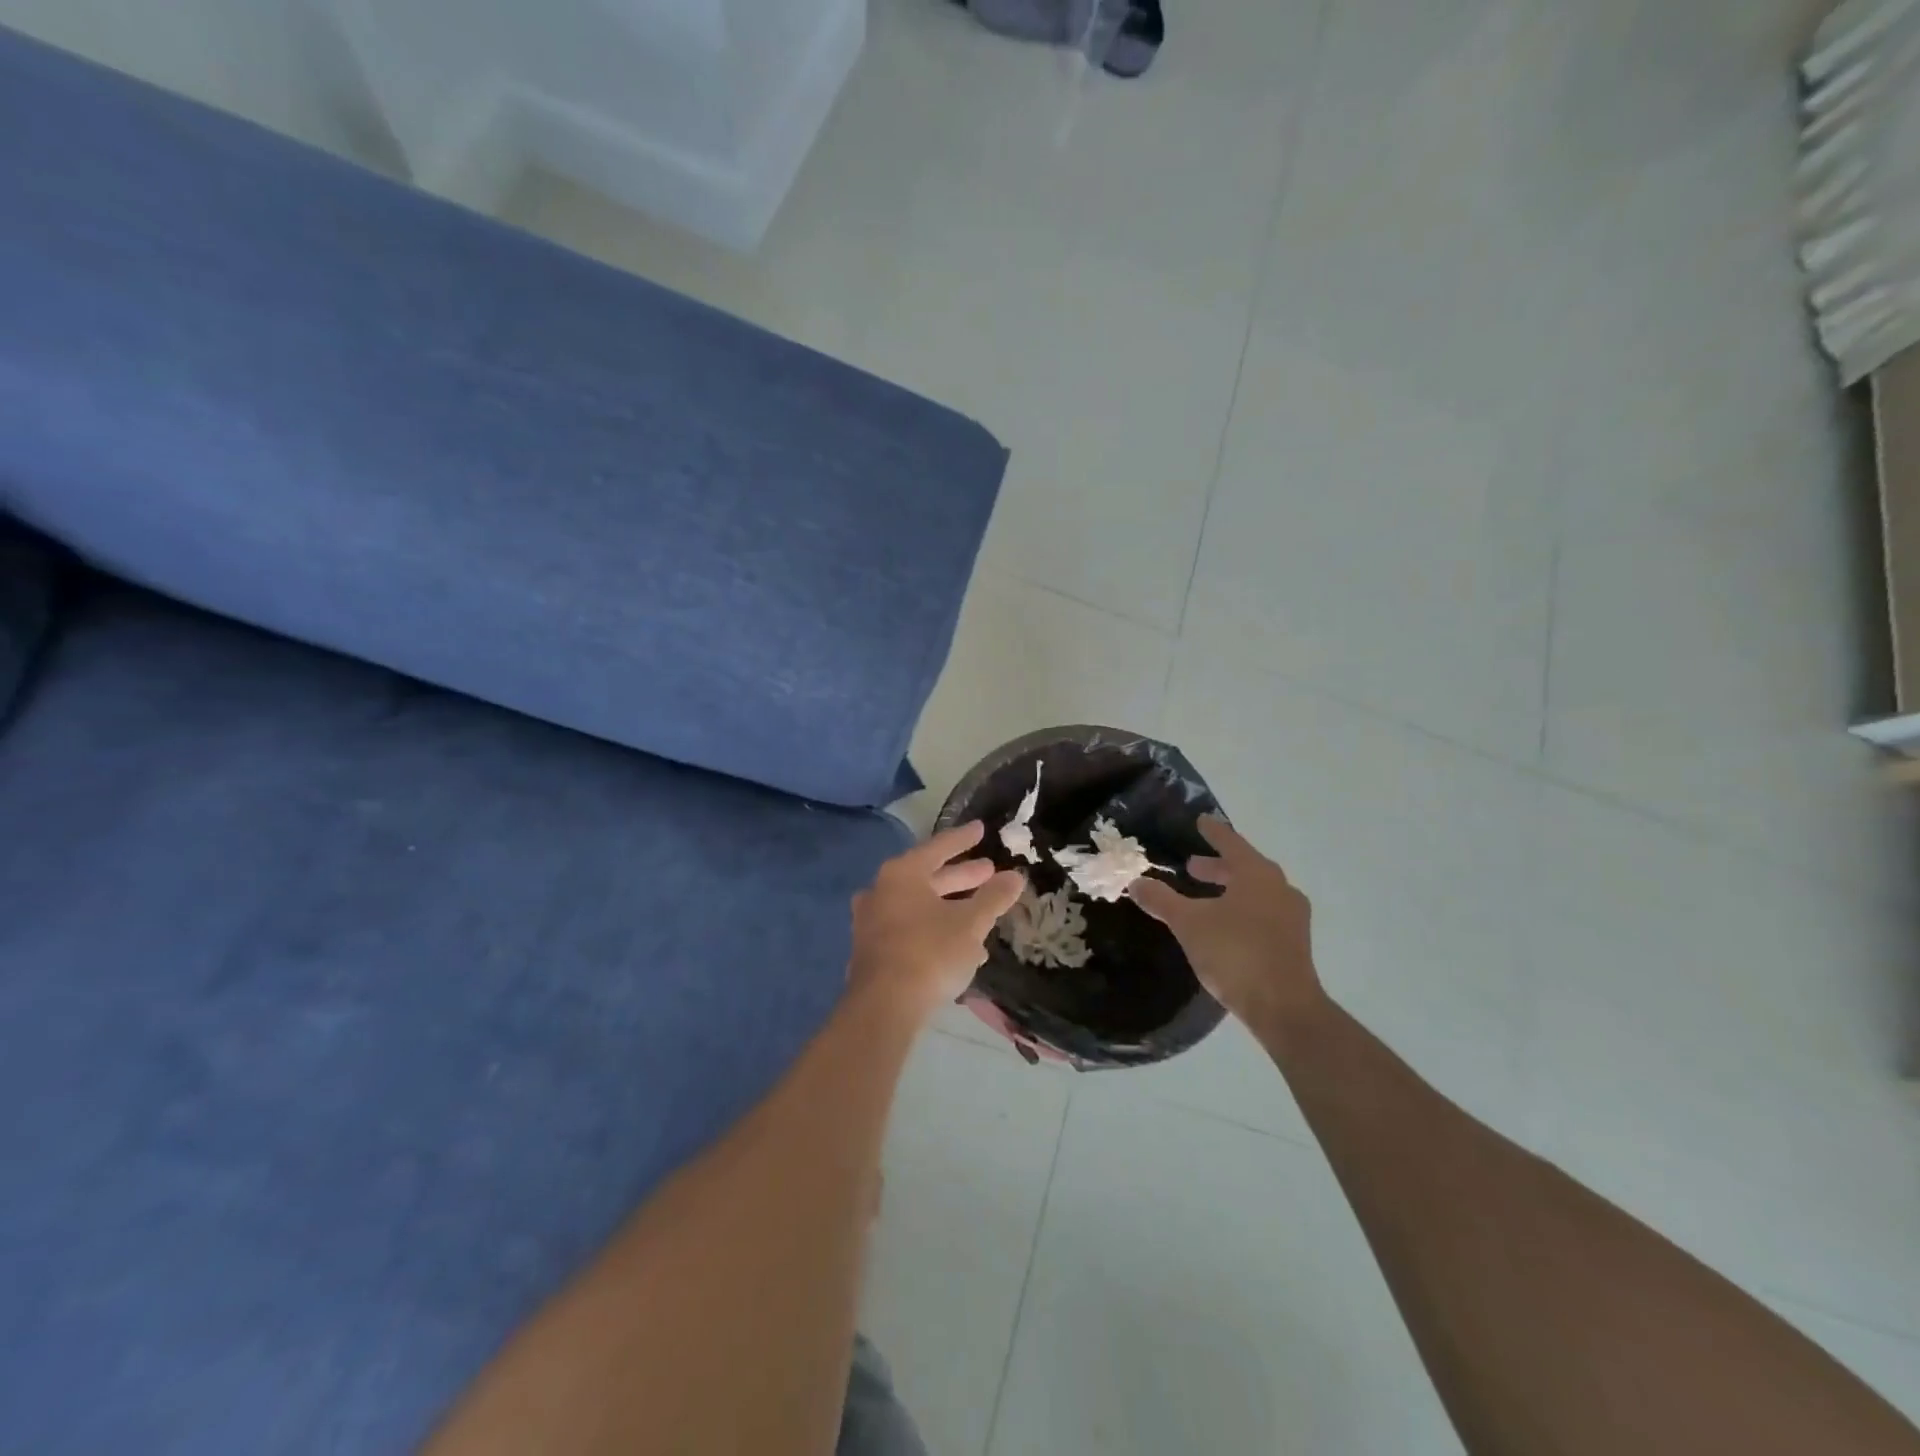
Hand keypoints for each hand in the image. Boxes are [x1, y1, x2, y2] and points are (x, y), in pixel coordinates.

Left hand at [849, 822, 1025, 1019]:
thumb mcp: (970, 923)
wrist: (883, 1007)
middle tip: (989, 872)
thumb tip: (1016, 876)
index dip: (964, 838)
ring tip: (982, 913)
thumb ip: (993, 897)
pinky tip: (960, 948)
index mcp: (902, 873)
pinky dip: (934, 930)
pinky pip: (910, 929)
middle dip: (961, 876)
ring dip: (950, 907)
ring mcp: (872, 921)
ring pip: (919, 906)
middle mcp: (881, 890)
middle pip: (928, 877)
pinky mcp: (872, 950)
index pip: (939, 847)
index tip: (982, 829)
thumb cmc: (930, 953)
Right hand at [1129, 815, 1324, 1034]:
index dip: (1213, 832)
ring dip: (1229, 889)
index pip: (1231, 843)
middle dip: (1217, 866)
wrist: (1284, 1008)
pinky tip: (1223, 925)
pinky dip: (1241, 909)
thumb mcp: (1188, 924)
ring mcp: (1291, 917)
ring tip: (1204, 896)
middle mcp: (1279, 888)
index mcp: (1257, 874)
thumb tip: (1135, 882)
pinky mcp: (1293, 943)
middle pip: (1244, 867)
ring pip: (1255, 892)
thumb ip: (1161, 900)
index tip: (1201, 821)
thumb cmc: (1235, 954)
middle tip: (1191, 866)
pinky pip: (1263, 913)